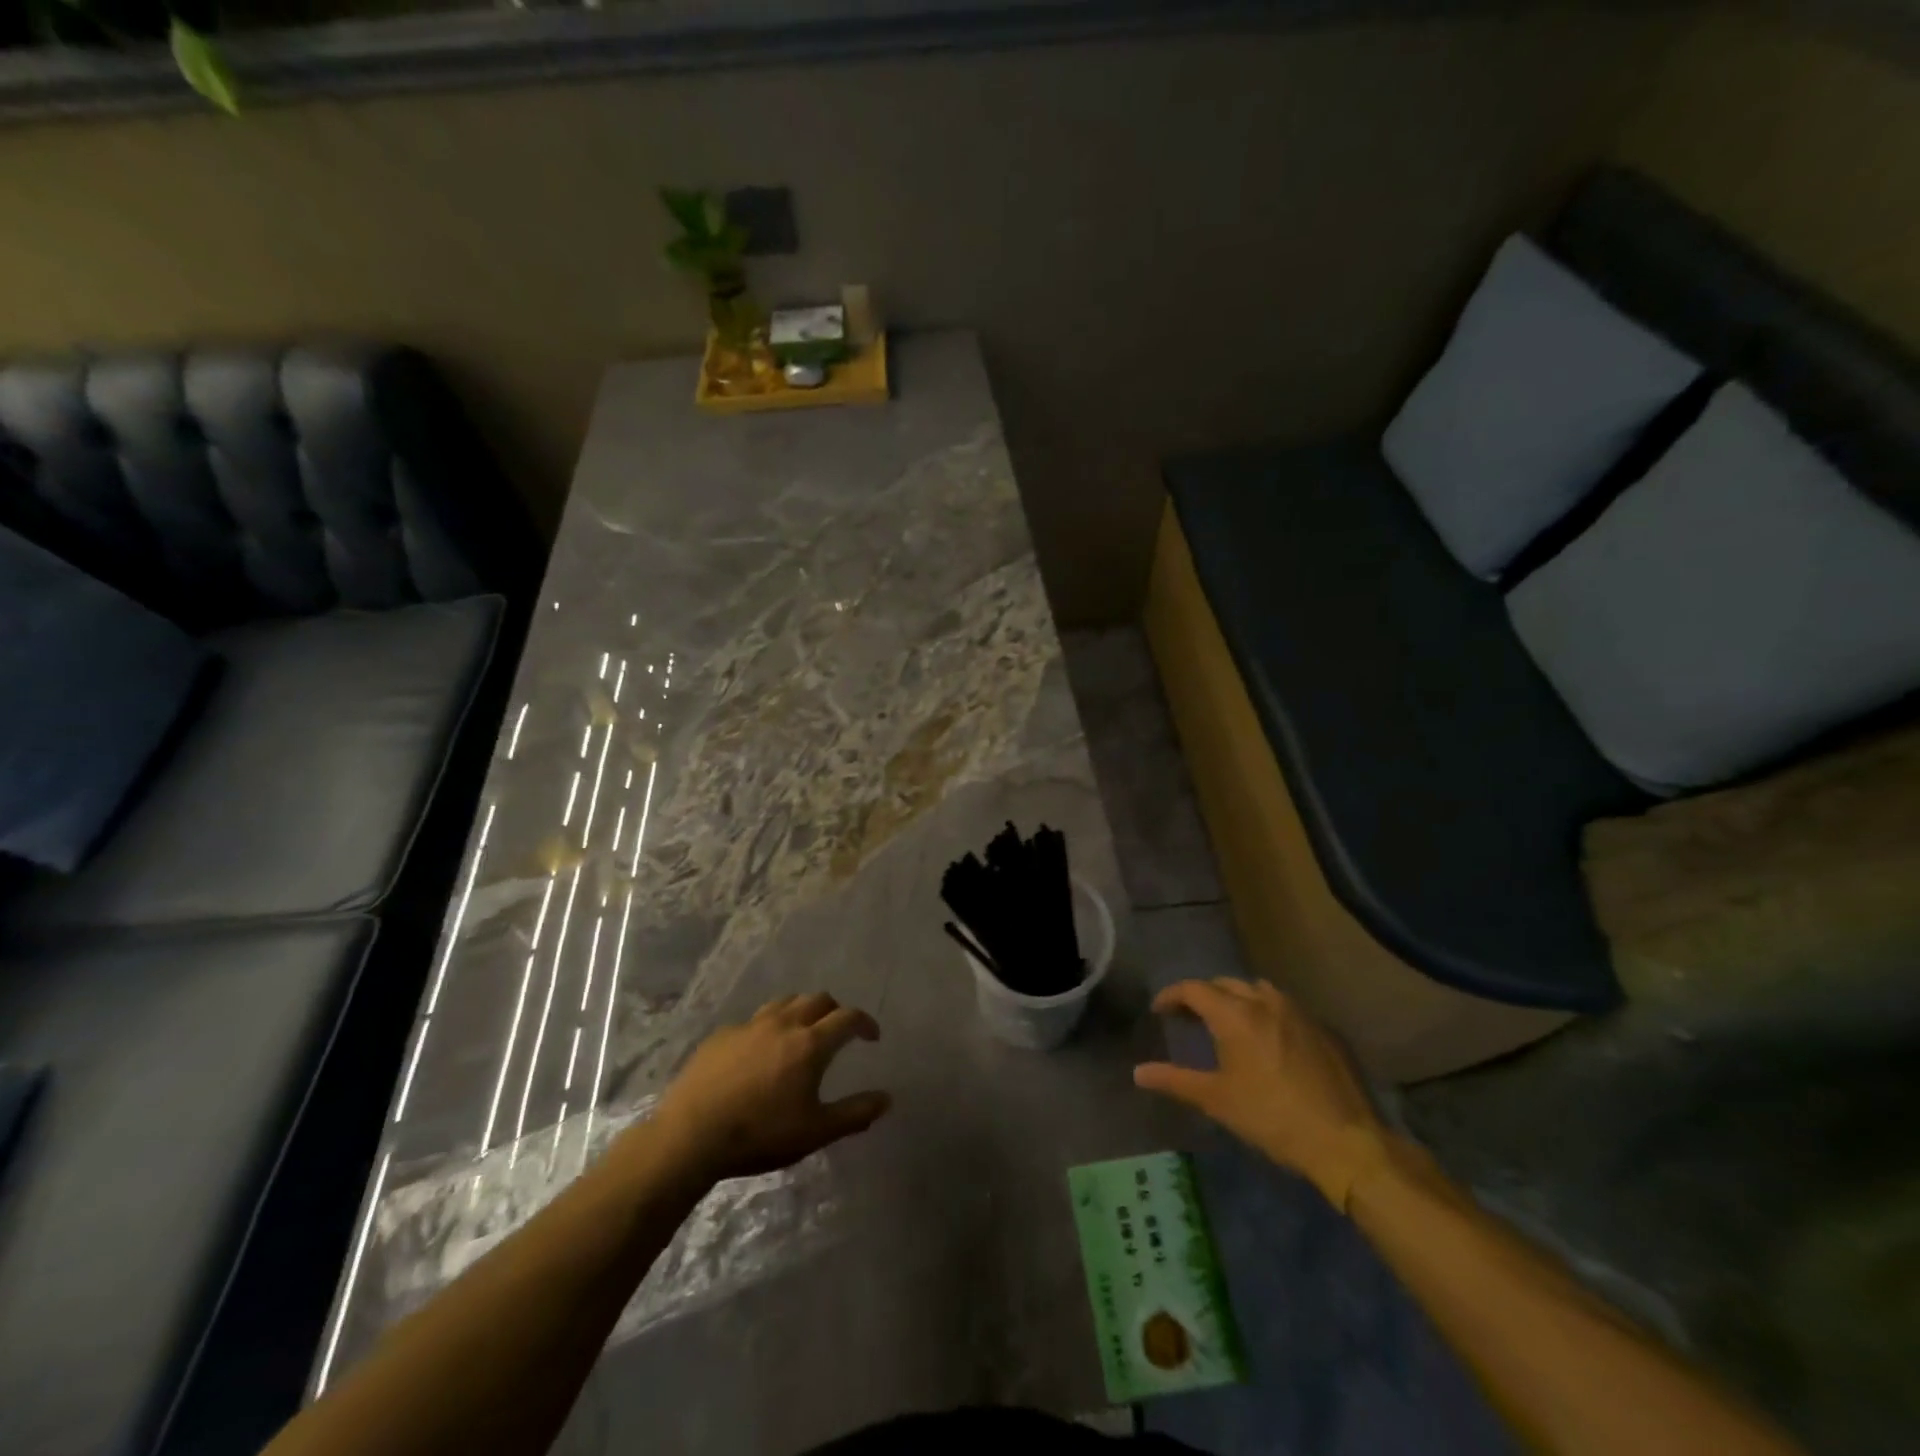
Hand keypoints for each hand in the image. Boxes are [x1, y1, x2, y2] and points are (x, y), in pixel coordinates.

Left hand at [653, 993, 891, 1182]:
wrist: (690, 1136)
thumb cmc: (760, 1135)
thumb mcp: (815, 1133)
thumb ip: (855, 1114)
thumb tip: (886, 1099)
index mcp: (810, 1044)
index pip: (848, 1018)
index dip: (865, 1023)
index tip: (872, 1036)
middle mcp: (784, 1024)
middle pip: (818, 999)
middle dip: (835, 1011)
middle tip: (838, 1033)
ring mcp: (750, 1026)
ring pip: (785, 1002)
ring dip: (802, 1011)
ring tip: (802, 1033)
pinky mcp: (722, 1035)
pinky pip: (754, 1021)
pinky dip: (768, 1028)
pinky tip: (760, 1052)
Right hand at [1135, 978, 1387, 1210]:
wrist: (1346, 1141)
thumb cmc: (1272, 1118)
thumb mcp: (1217, 1100)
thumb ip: (1175, 1080)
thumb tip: (1138, 1072)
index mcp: (1235, 1015)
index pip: (1193, 989)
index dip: (1172, 996)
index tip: (1159, 1011)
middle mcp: (1265, 1002)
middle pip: (1225, 984)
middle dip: (1203, 995)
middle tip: (1189, 1017)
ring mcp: (1299, 1013)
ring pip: (1258, 991)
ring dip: (1237, 999)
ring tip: (1228, 1023)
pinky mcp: (1323, 1029)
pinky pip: (1285, 1008)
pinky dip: (1266, 1014)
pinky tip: (1268, 1041)